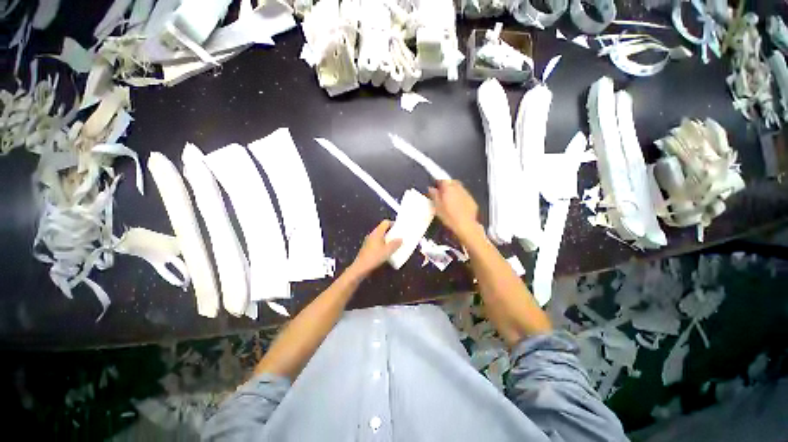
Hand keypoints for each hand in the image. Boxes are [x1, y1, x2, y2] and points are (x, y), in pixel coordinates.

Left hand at [350, 220, 401, 275]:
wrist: (361, 267)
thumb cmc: (375, 257)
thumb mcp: (388, 251)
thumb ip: (395, 244)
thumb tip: (400, 239)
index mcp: (377, 232)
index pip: (385, 222)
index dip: (393, 223)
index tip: (399, 228)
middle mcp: (372, 234)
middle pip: (382, 229)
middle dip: (390, 232)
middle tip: (398, 236)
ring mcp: (368, 241)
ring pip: (379, 236)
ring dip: (386, 238)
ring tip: (393, 244)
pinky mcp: (367, 247)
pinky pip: (376, 242)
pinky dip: (382, 244)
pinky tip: (386, 251)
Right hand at [428, 180, 480, 241]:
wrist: (466, 226)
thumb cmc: (449, 217)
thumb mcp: (437, 207)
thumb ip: (434, 196)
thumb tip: (431, 188)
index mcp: (449, 189)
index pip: (443, 179)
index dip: (439, 181)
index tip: (435, 185)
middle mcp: (459, 188)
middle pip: (452, 181)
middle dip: (447, 184)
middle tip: (442, 192)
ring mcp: (467, 194)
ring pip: (459, 187)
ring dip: (454, 190)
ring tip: (450, 199)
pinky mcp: (472, 200)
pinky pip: (465, 195)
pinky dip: (460, 196)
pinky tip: (458, 205)